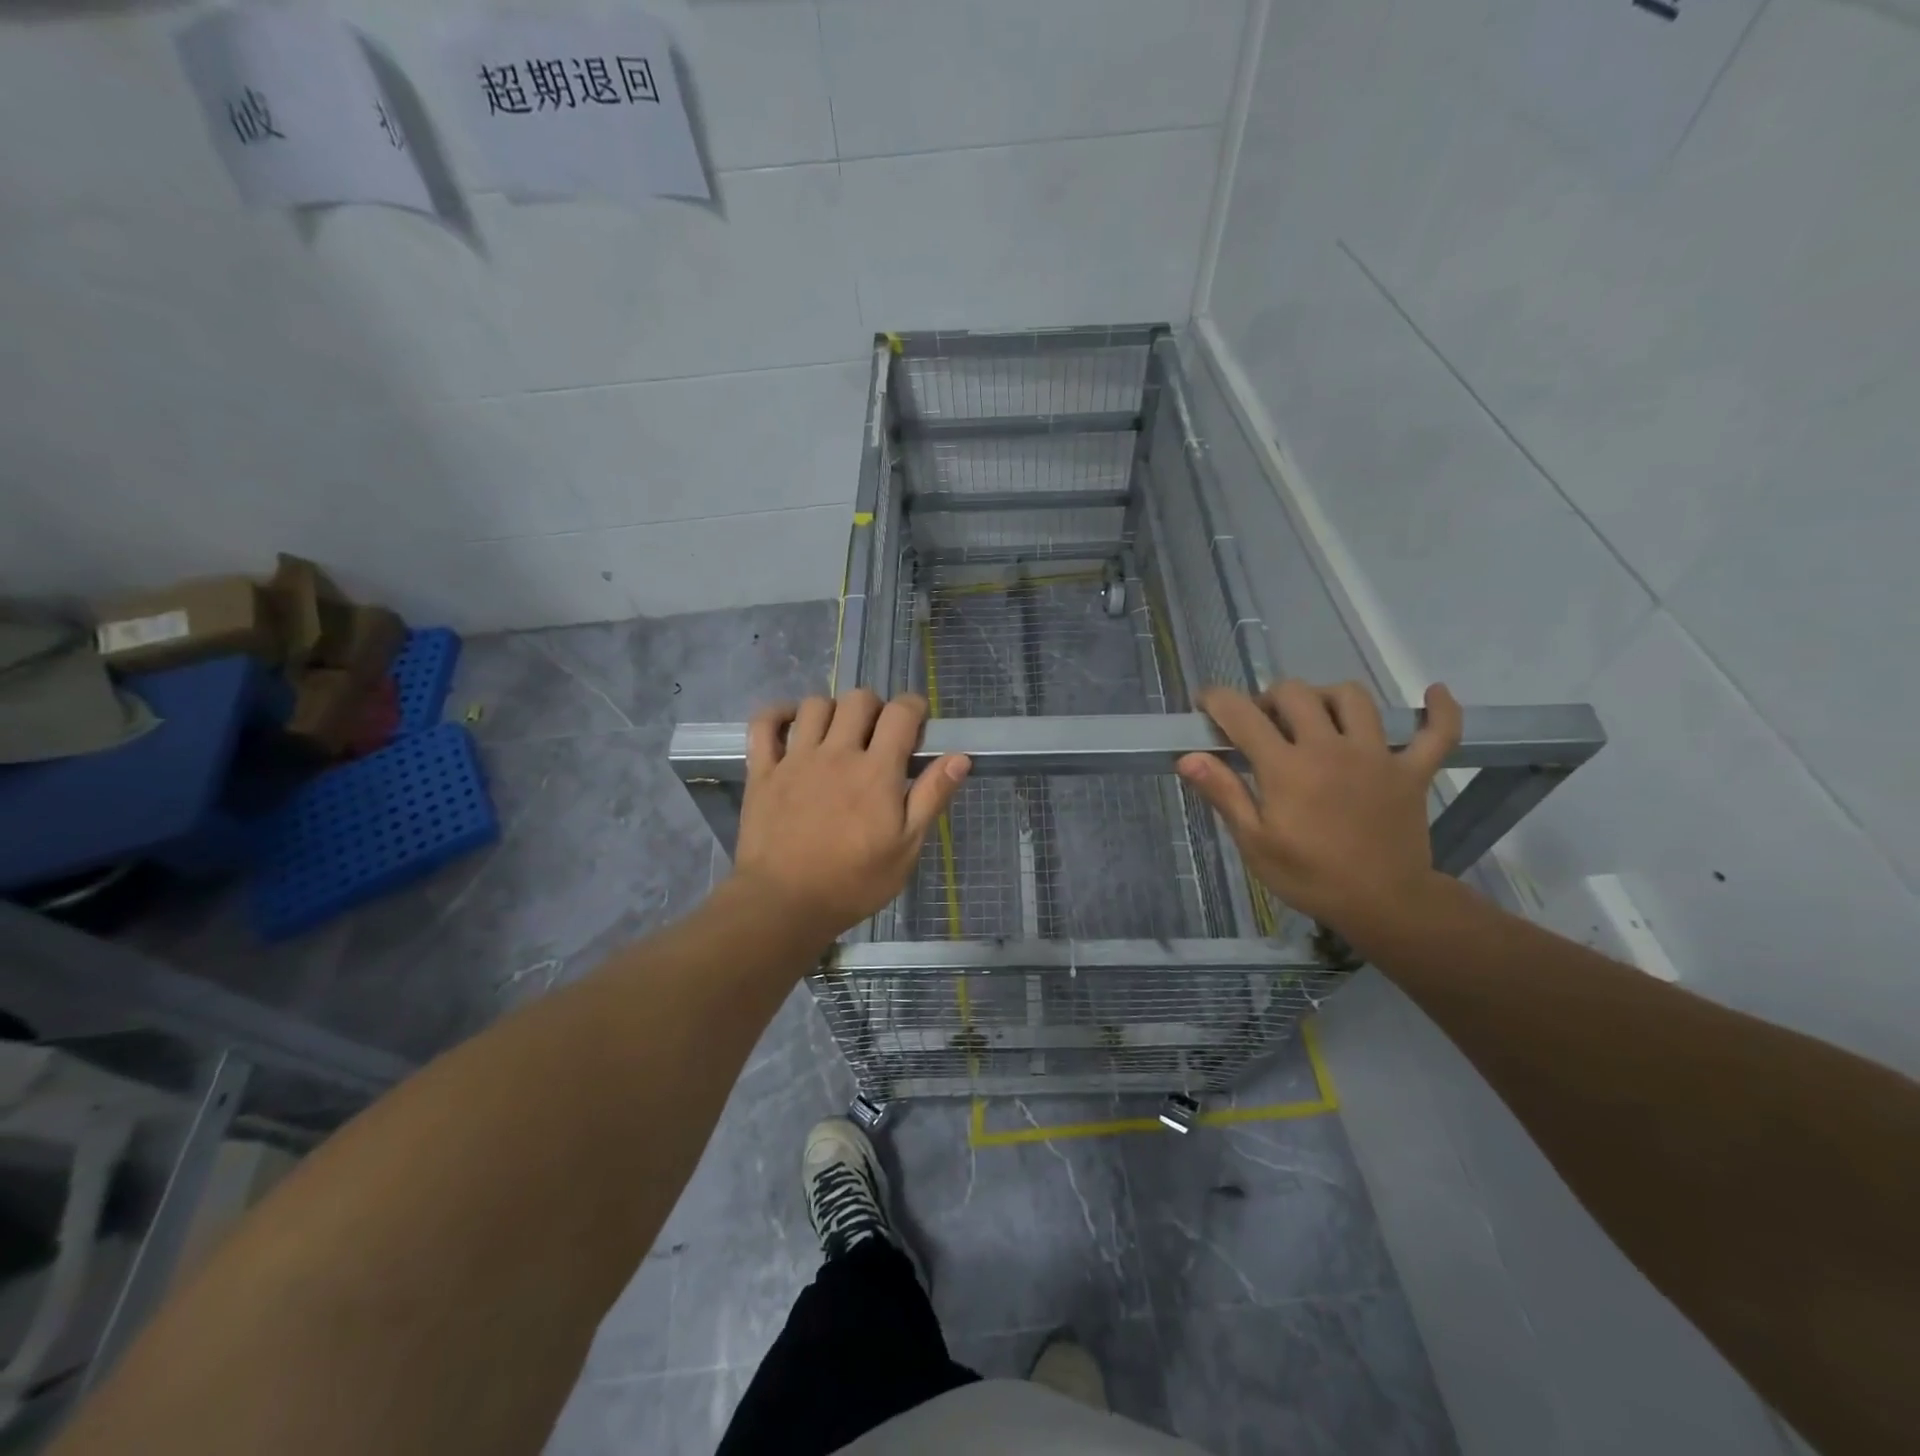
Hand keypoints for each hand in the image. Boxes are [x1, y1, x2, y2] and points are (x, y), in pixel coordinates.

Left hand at [730, 690, 970, 946]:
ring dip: (833, 710)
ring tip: (838, 734)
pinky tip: (791, 724)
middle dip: (876, 707)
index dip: (914, 708)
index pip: (900, 713)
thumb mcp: (906, 847)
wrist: (785, 904)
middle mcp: (837, 753)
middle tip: (878, 735)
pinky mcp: (763, 771)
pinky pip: (764, 724)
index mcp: (876, 771)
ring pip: (815, 705)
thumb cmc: (854, 882)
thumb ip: (932, 797)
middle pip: (858, 699)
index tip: (917, 724)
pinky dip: (778, 714)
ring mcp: (795, 759)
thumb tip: (960, 757)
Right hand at [1177, 679, 1462, 937]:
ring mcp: (1376, 755)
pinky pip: (1437, 732)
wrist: (1384, 905)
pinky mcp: (1413, 770)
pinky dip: (1440, 711)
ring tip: (1316, 717)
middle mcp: (1330, 747)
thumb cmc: (1309, 877)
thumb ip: (1223, 793)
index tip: (1204, 703)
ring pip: (1353, 697)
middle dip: (1269, 698)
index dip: (1216, 700)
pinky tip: (1434, 694)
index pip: (1242, 715)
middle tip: (1261, 724)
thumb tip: (1187, 757)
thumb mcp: (1254, 842)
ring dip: (1327, 697)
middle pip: (1296, 693)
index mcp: (1286, 767)